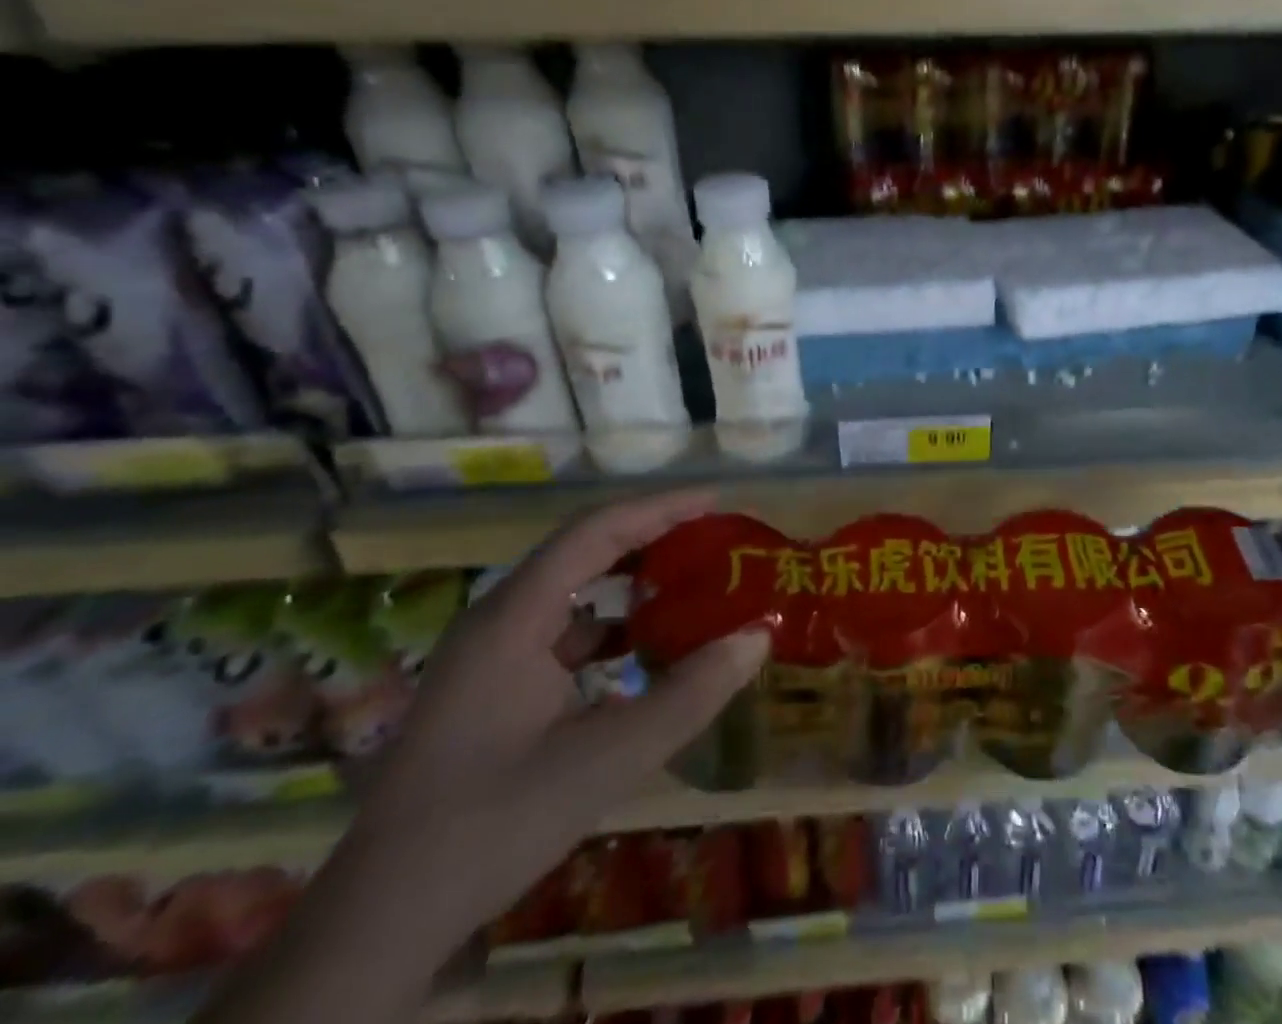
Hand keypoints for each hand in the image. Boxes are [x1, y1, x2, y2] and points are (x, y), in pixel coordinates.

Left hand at [351, 491, 769, 951]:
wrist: (377, 924)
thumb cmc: (492, 825)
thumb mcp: (606, 760)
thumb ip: (689, 695)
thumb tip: (758, 635)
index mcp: (514, 616)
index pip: (596, 531)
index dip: (660, 508)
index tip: (717, 502)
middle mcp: (498, 619)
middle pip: (584, 552)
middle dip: (652, 539)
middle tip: (713, 540)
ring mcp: (488, 655)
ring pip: (572, 594)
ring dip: (631, 585)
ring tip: (691, 588)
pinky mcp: (489, 689)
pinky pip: (560, 634)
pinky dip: (609, 631)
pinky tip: (645, 655)